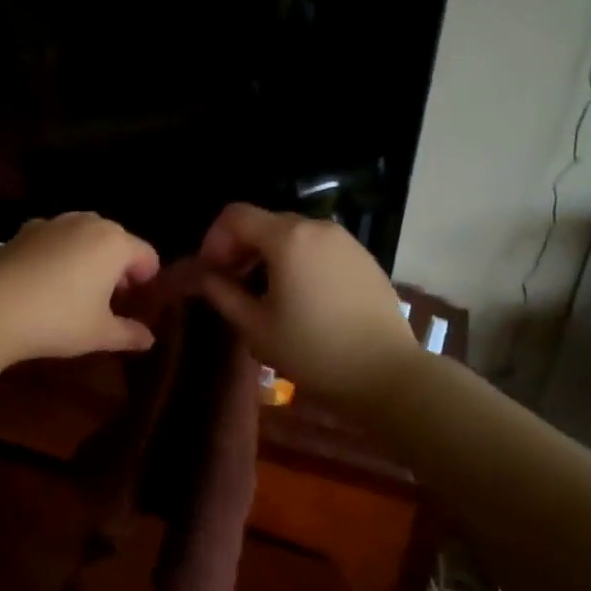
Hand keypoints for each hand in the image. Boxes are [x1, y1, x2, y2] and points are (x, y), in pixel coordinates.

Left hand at [0, 212, 161, 361]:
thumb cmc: (58, 319)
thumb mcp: (100, 334)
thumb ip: (129, 334)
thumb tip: (148, 339)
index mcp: (115, 243)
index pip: (146, 255)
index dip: (147, 280)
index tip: (137, 304)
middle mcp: (87, 223)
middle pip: (115, 241)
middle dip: (117, 267)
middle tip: (108, 300)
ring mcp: (53, 223)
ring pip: (82, 236)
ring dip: (87, 257)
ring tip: (76, 290)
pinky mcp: (24, 230)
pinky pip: (53, 239)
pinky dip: (57, 254)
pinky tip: (44, 282)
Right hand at [197, 203, 420, 404]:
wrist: (386, 373)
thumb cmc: (312, 350)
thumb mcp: (256, 327)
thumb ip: (223, 294)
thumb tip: (204, 277)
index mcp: (287, 238)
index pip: (235, 216)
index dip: (214, 240)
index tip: (211, 274)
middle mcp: (317, 228)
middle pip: (265, 223)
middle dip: (241, 248)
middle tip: (232, 285)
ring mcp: (345, 241)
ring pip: (293, 235)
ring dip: (269, 255)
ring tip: (265, 294)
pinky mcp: (364, 259)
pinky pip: (319, 248)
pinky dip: (298, 261)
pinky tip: (301, 298)